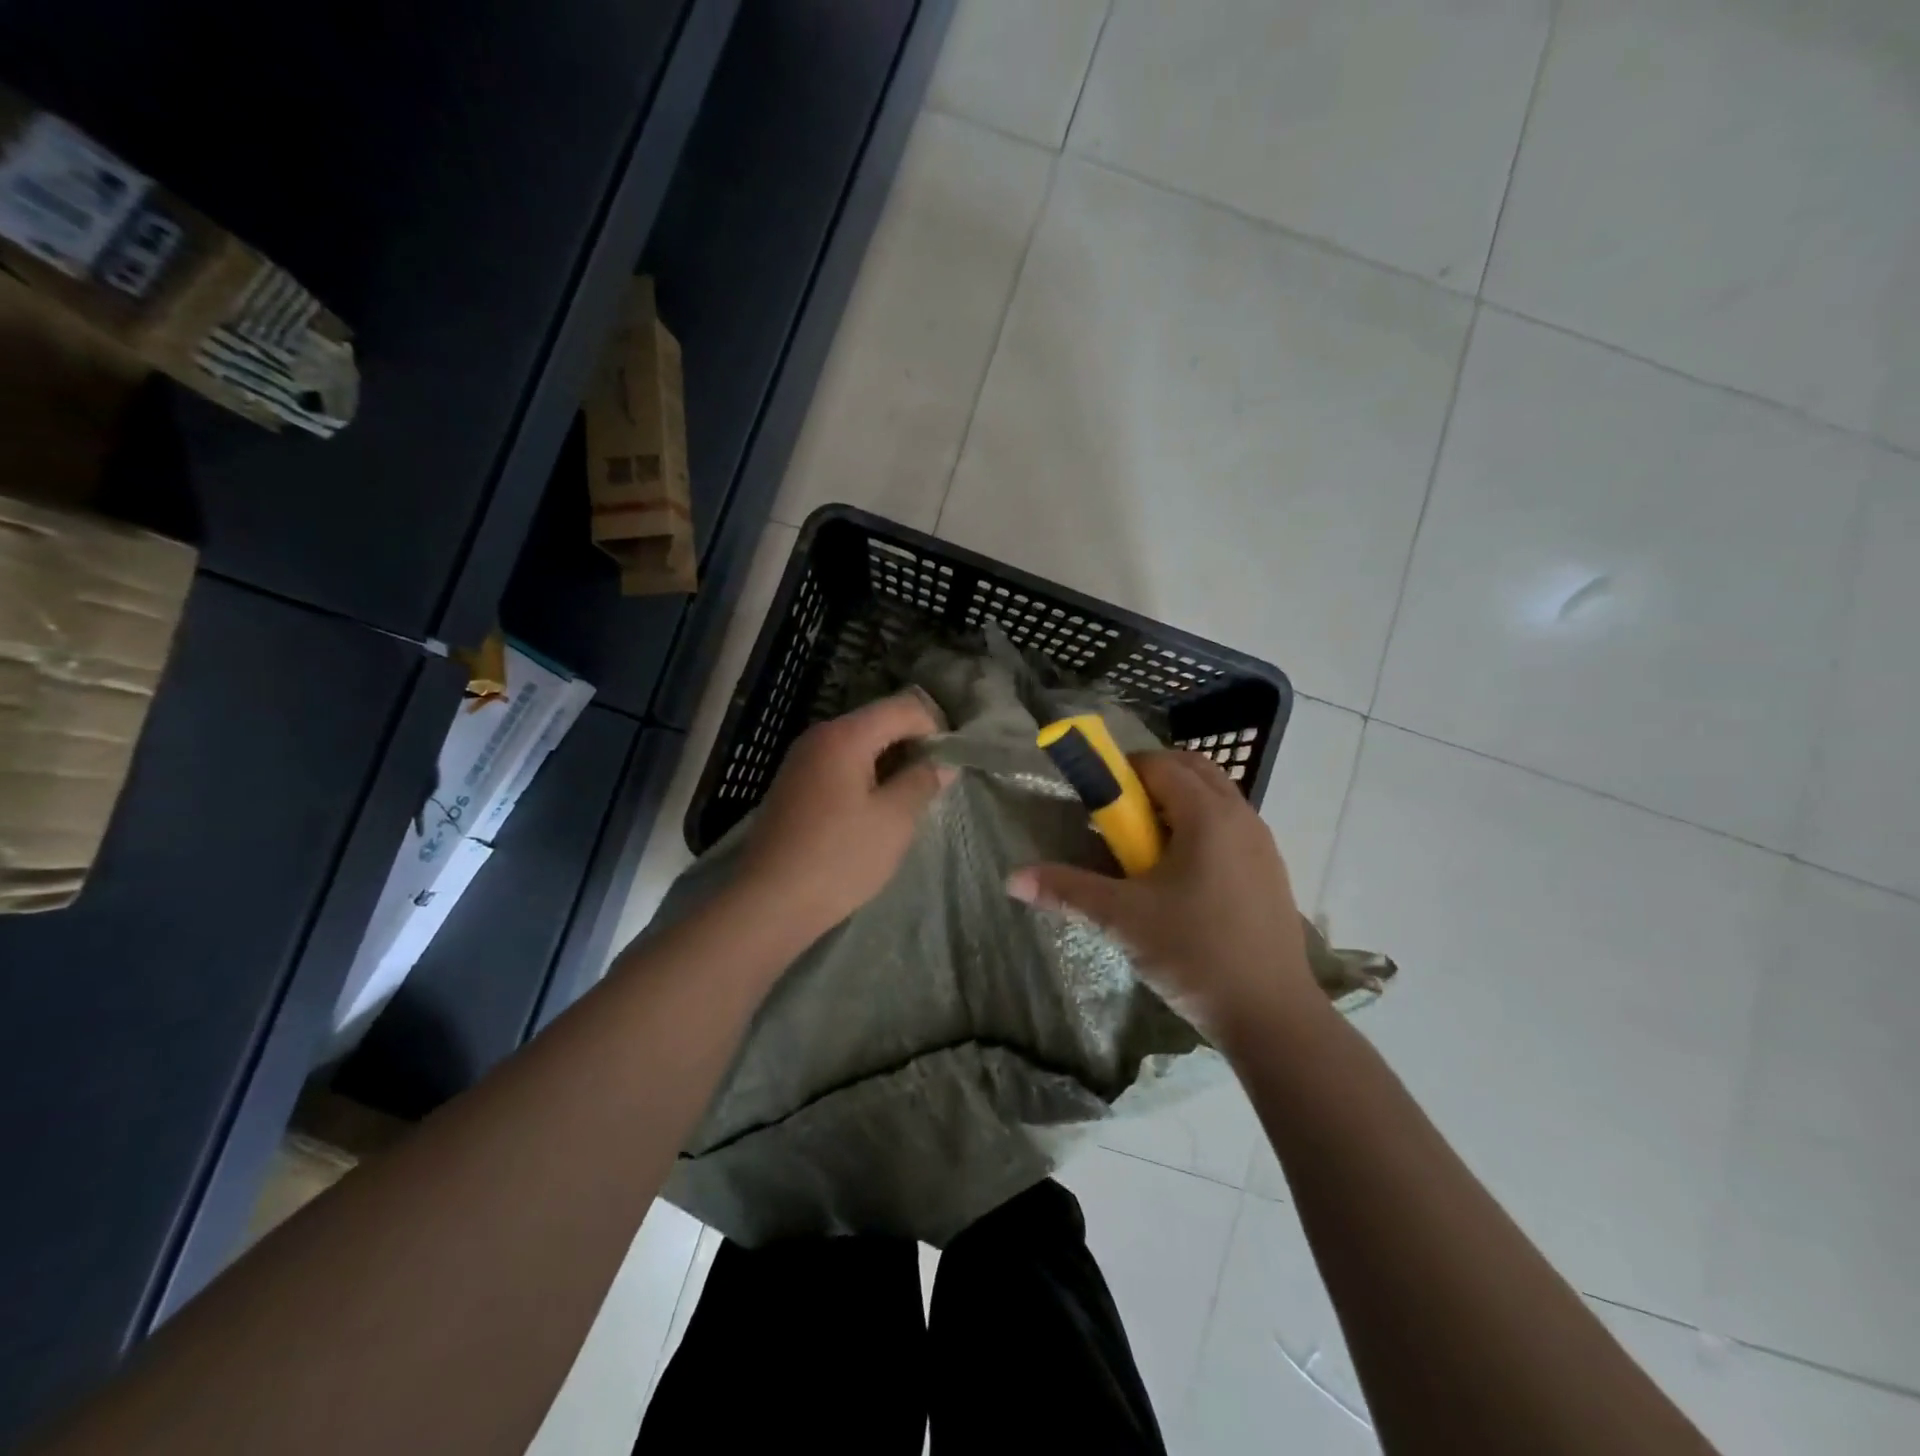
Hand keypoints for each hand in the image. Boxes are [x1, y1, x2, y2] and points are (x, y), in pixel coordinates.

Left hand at [736, 692, 952, 941]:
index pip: (904, 707)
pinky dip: (865, 778)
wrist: (768, 903)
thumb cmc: (839, 858)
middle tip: (934, 786)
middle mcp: (819, 736)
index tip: (950, 765)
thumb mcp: (894, 820)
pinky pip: (840, 766)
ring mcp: (801, 760)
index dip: (935, 728)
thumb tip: (942, 763)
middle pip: (880, 722)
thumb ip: (923, 781)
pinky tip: (873, 814)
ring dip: (890, 765)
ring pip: (860, 746)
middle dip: (913, 747)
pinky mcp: (793, 786)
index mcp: (845, 735)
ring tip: (908, 803)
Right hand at [1007, 750, 1314, 1040]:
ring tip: (1147, 848)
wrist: (1272, 1015)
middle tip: (1120, 817)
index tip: (1097, 800)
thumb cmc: (1194, 953)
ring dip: (1178, 805)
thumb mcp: (1122, 919)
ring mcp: (1263, 845)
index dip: (1123, 772)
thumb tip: (1013, 878)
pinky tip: (1182, 878)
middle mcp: (1241, 817)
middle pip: (1193, 771)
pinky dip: (1201, 830)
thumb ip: (1067, 890)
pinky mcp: (1271, 872)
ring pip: (1216, 799)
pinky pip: (1231, 828)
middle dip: (1152, 780)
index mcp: (1207, 815)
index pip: (1160, 765)